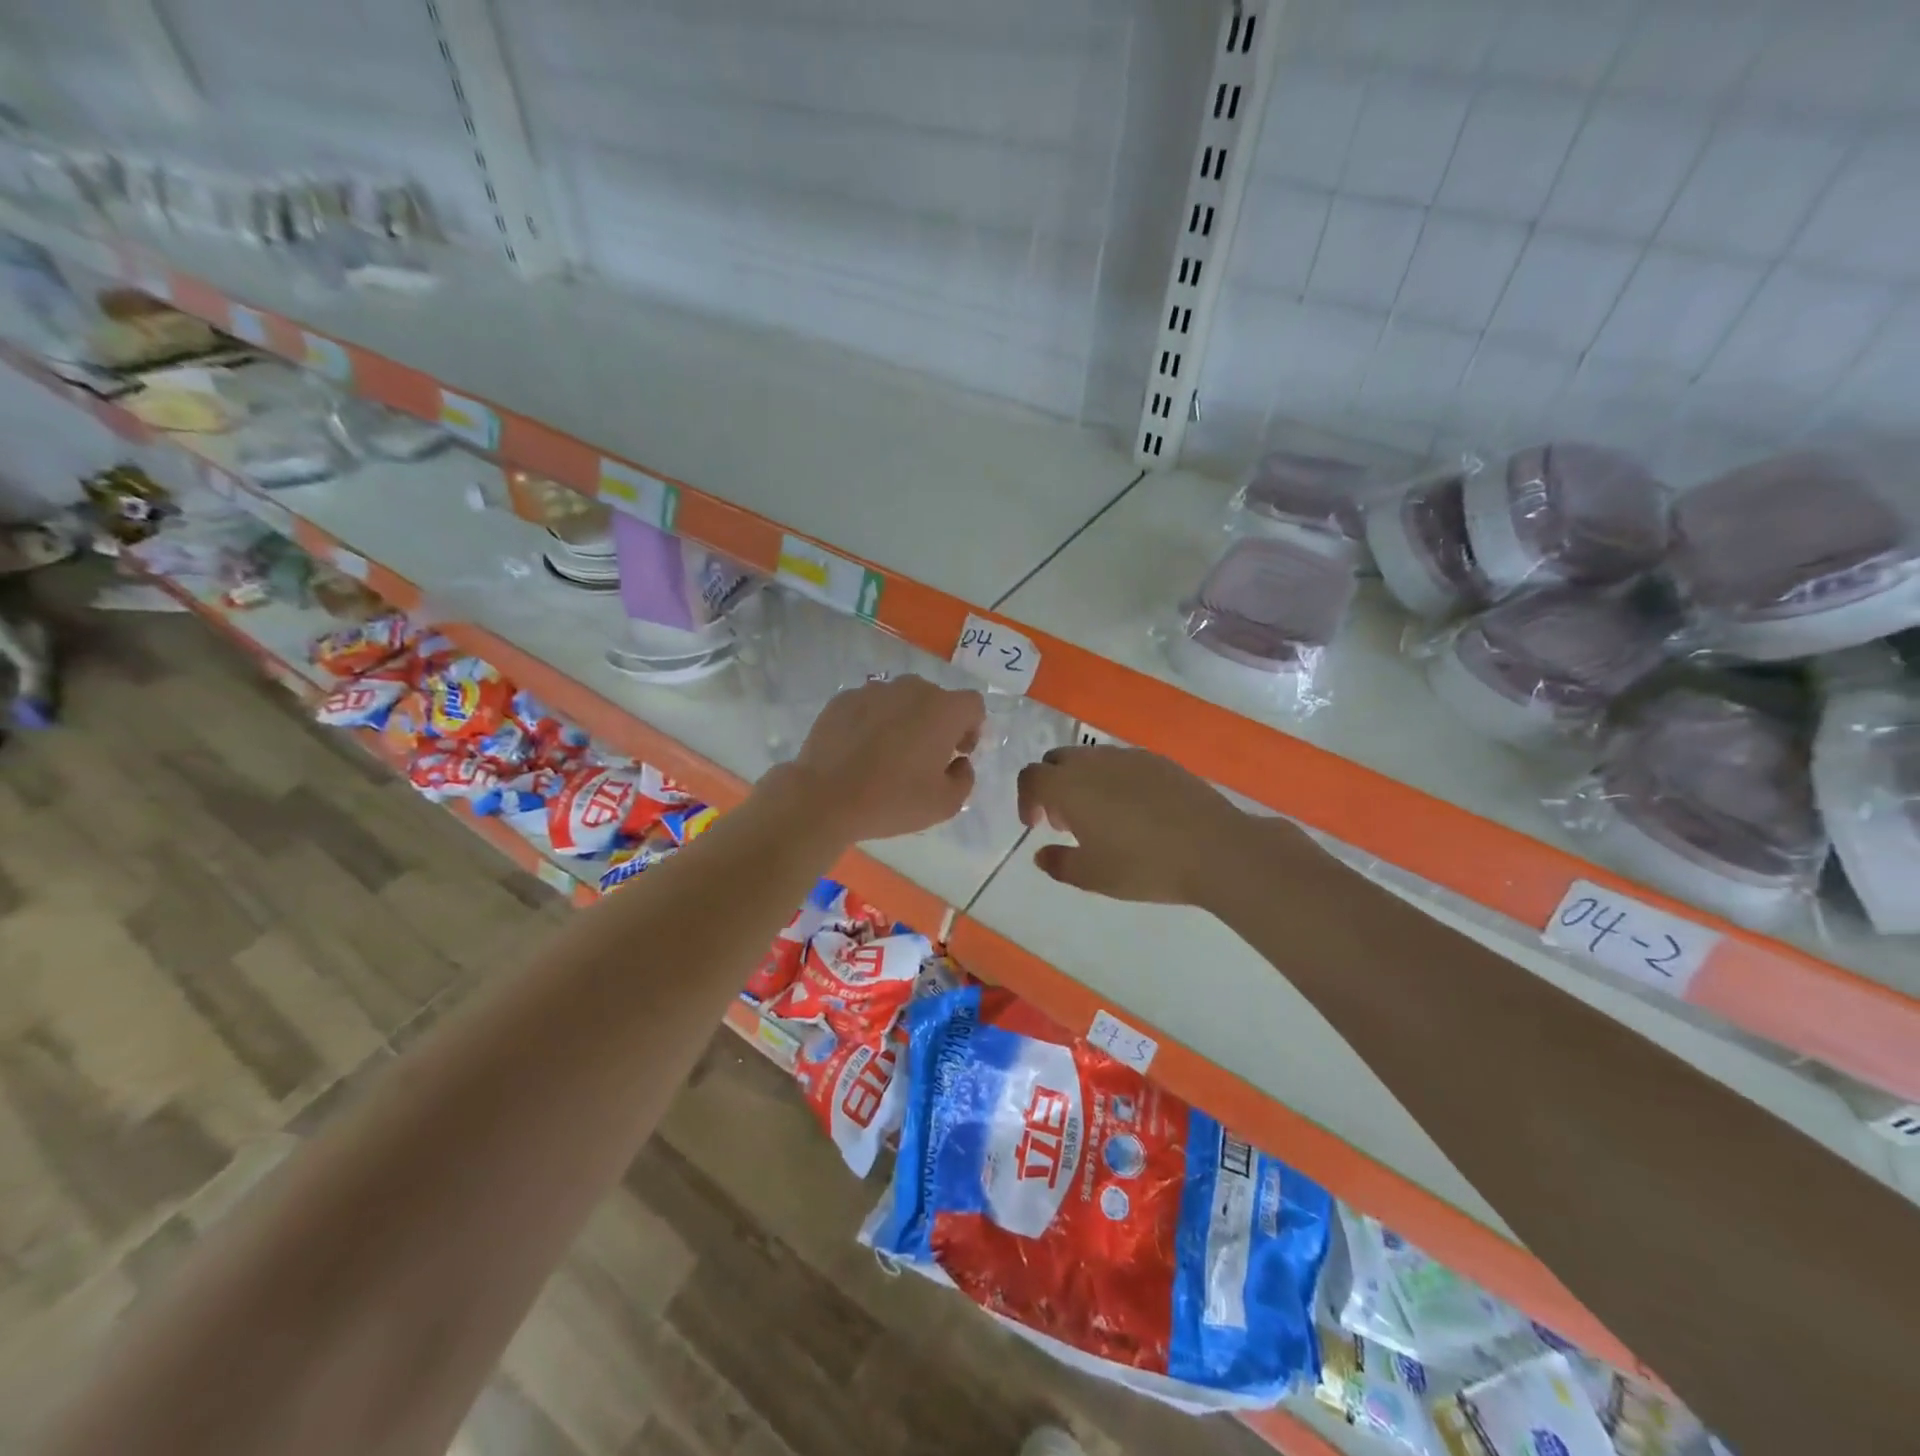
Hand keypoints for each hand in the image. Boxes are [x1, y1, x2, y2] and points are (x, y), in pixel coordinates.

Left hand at [787, 676, 984, 841]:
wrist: (824, 797)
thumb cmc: (892, 800)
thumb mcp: (945, 804)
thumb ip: (964, 778)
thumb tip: (958, 763)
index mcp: (942, 710)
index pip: (972, 704)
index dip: (971, 728)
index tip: (957, 753)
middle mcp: (911, 689)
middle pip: (935, 699)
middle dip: (937, 723)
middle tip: (923, 757)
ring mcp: (873, 690)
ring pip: (900, 700)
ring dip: (904, 720)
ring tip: (888, 753)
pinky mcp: (843, 699)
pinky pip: (869, 706)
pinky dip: (872, 722)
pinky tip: (860, 751)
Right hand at [1016, 745, 1251, 904]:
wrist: (1214, 848)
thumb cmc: (1143, 865)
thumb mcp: (1093, 876)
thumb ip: (1059, 863)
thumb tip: (1041, 854)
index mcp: (1068, 786)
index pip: (1031, 777)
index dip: (1026, 799)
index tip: (1037, 826)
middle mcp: (1094, 762)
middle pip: (1057, 760)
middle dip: (1053, 787)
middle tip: (1066, 821)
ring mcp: (1129, 756)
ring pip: (1091, 759)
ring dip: (1083, 782)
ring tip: (1102, 818)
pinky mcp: (1159, 760)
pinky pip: (1122, 763)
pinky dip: (1114, 780)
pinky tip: (1136, 811)